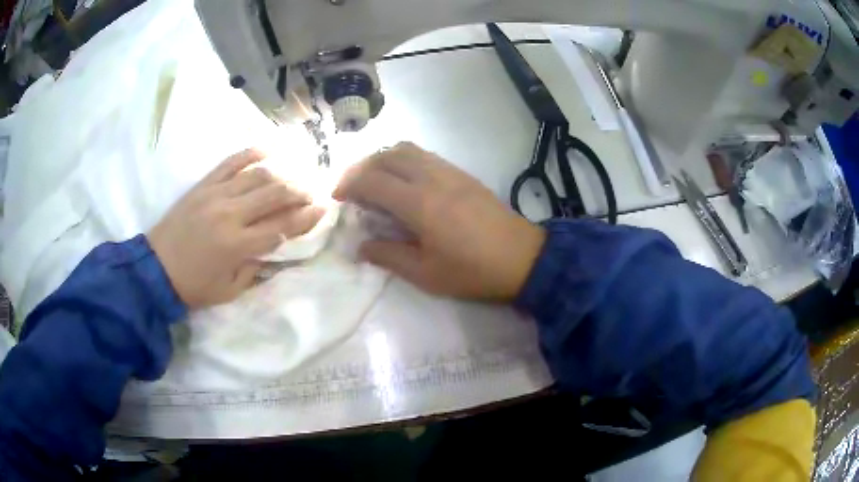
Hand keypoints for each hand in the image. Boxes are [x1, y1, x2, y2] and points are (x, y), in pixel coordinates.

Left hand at [148, 149, 325, 308]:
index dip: (306, 217)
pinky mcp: (204, 185)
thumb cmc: (193, 286)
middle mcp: (231, 214)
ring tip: (296, 175)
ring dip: (283, 173)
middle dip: (300, 191)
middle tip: (313, 192)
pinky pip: (231, 162)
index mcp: (238, 246)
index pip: (282, 226)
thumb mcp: (229, 291)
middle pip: (275, 194)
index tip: (323, 209)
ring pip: (258, 175)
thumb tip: (275, 250)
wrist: (155, 269)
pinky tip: (268, 151)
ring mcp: (216, 195)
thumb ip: (255, 269)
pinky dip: (251, 153)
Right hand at [334, 142, 544, 300]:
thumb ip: (389, 256)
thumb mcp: (426, 273)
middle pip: (387, 156)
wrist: (522, 258)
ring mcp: (449, 171)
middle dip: (361, 167)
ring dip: (383, 159)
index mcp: (419, 203)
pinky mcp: (462, 173)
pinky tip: (404, 181)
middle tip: (351, 188)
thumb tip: (361, 246)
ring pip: (407, 150)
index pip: (372, 180)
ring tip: (374, 181)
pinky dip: (404, 160)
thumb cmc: (472, 271)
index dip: (348, 185)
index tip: (337, 198)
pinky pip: (425, 155)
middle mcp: (431, 178)